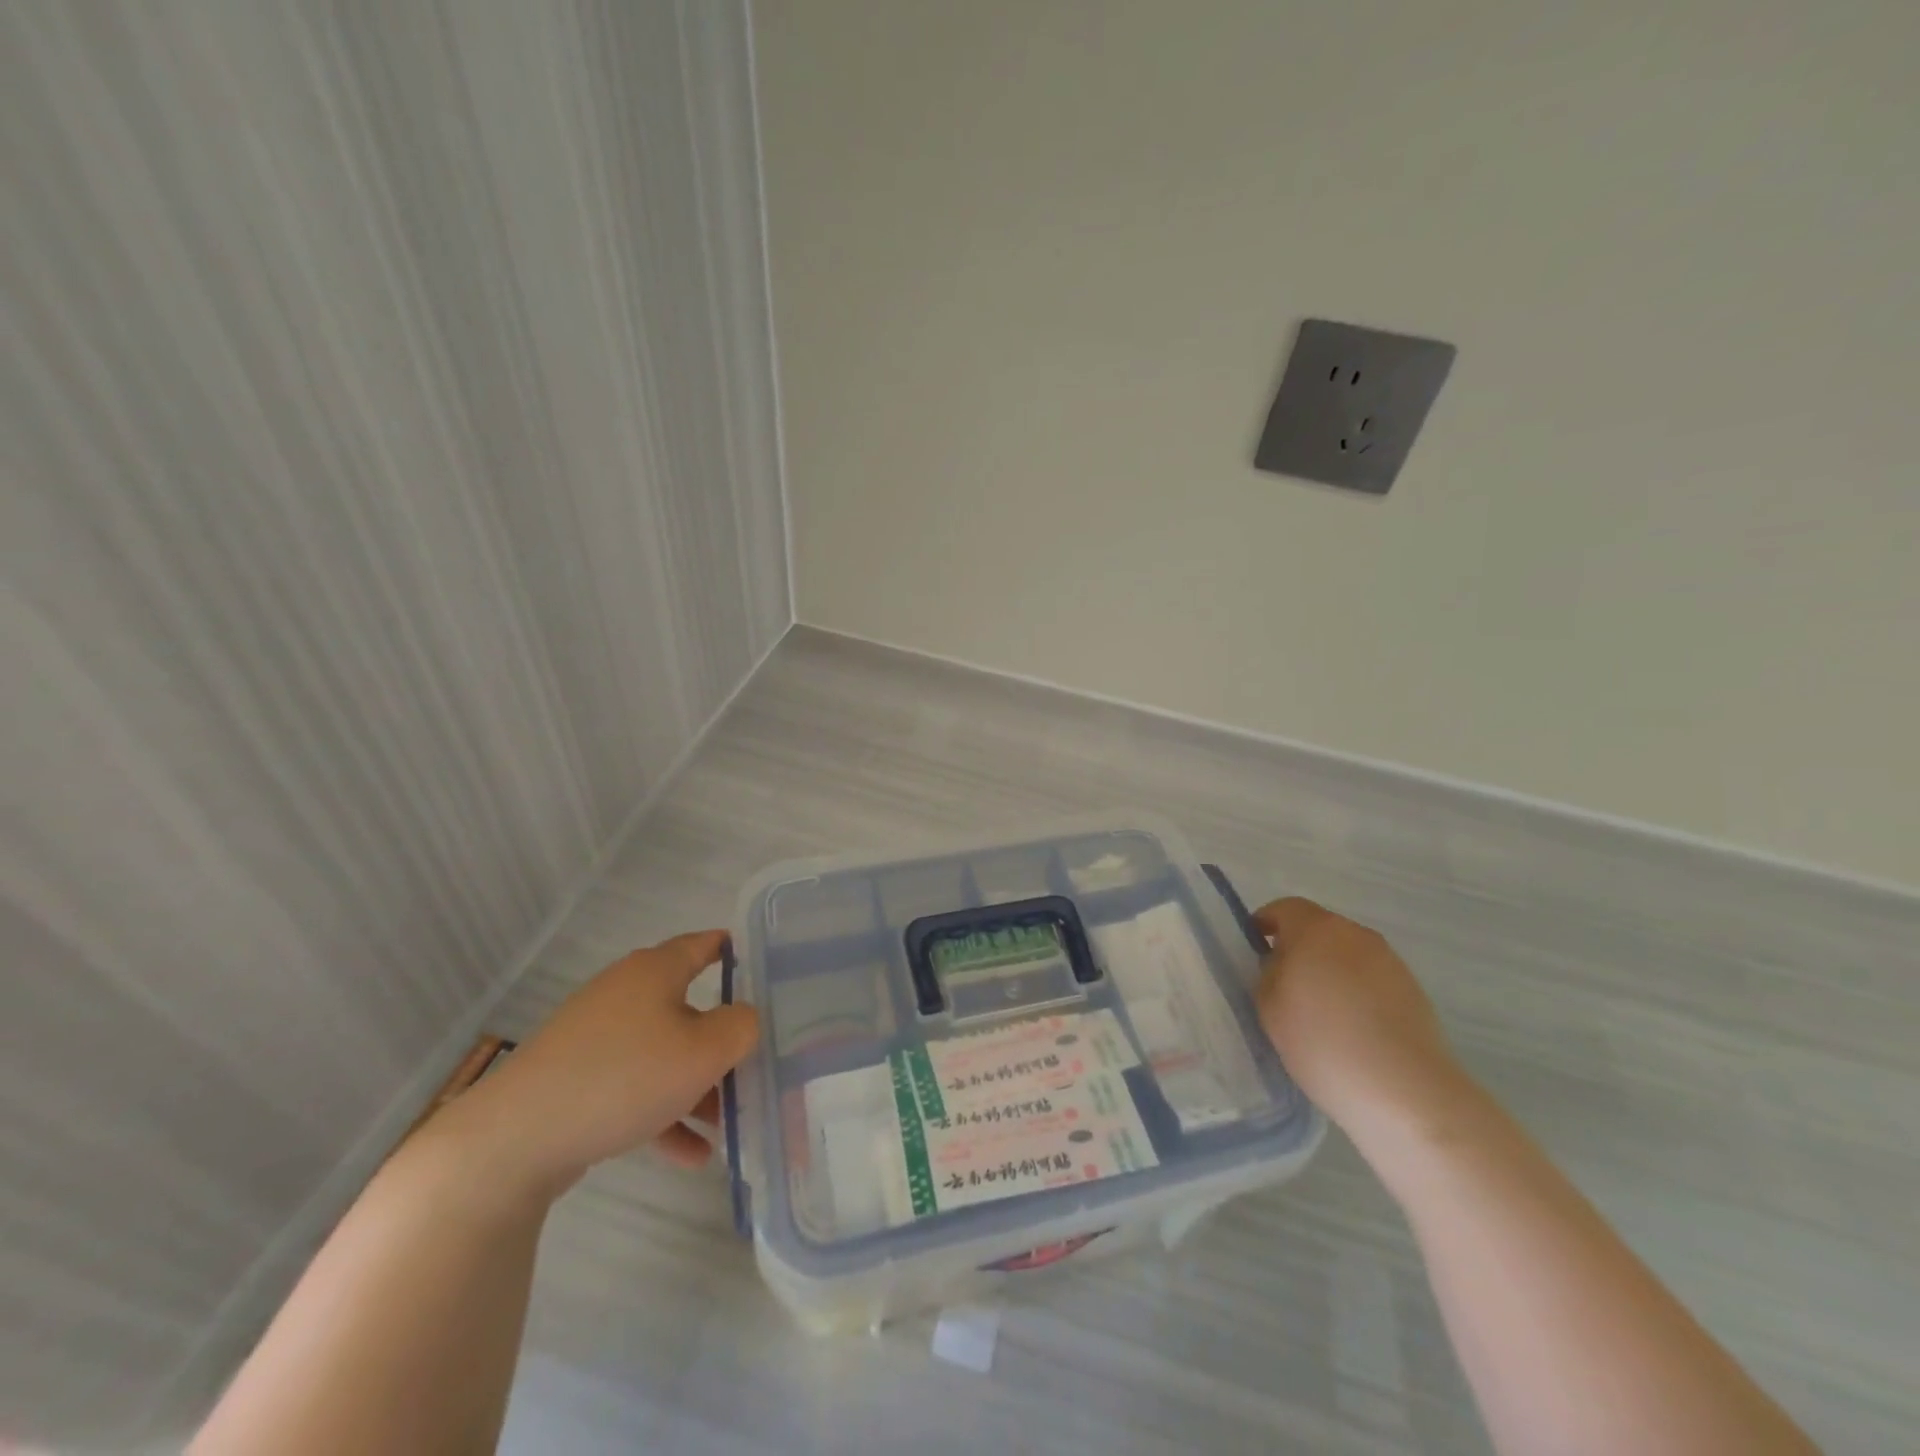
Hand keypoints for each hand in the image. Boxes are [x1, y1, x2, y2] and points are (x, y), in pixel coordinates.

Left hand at [451, 930, 759, 1198]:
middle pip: (688, 1008)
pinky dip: (664, 1114)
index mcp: (655, 971)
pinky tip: (691, 1156)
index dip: (733, 950)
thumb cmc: (624, 1077)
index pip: (703, 944)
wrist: (515, 1140)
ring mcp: (596, 1038)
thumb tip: (743, 1019)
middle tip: (754, 1063)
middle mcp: (625, 994)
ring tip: (726, 1124)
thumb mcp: (704, 1051)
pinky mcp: (576, 1080)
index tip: (763, 966)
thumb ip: (740, 1027)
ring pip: (663, 1053)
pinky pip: (634, 1088)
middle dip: (721, 1040)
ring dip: (697, 1086)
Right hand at [1253, 897, 1469, 1148]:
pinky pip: (1370, 979)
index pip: (1283, 908)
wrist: (1404, 1090)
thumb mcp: (1268, 1006)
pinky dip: (1355, 993)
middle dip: (1298, 950)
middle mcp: (1355, 933)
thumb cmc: (1321, 1041)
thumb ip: (1268, 973)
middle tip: (1283, 987)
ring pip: (1345, 955)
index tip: (1254, 954)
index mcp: (1315, 928)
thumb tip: (1281, 964)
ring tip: (1320, 1014)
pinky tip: (1352, 1030)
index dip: (1264, 926)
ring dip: (1329, 972)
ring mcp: (1389, 961)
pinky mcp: (1413, 990)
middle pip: (1317, 930)